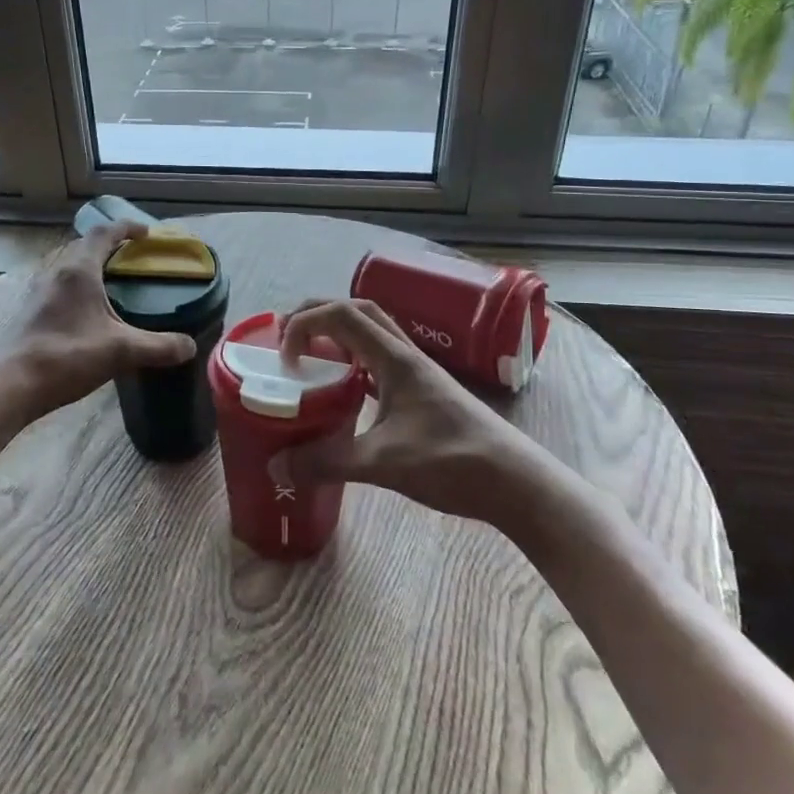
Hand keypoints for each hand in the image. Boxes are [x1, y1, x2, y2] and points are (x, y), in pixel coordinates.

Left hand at [0, 223, 196, 421]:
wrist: (10, 385)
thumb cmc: (66, 357)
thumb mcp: (121, 351)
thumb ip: (159, 346)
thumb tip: (190, 346)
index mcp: (79, 271)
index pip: (104, 233)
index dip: (127, 228)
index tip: (146, 233)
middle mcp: (56, 273)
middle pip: (83, 245)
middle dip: (109, 245)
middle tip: (132, 258)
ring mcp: (38, 292)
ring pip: (68, 266)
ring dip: (90, 266)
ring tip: (112, 283)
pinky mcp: (29, 312)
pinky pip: (58, 286)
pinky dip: (78, 287)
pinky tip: (87, 313)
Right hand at [272, 297, 539, 524]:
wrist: (516, 482)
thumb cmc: (452, 463)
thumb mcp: (383, 464)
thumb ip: (328, 462)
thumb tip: (278, 467)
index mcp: (395, 359)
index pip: (342, 315)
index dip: (305, 324)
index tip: (284, 357)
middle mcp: (406, 355)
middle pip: (358, 311)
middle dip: (318, 315)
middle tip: (287, 340)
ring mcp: (419, 372)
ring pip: (373, 332)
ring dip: (338, 335)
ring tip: (311, 360)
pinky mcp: (425, 391)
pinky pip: (381, 360)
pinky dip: (355, 362)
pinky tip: (346, 391)